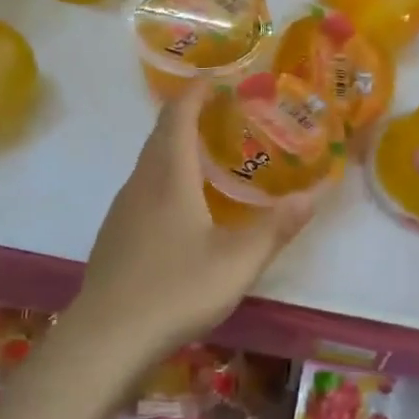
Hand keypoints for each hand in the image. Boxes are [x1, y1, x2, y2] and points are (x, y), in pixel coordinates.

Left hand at [72, 82, 315, 361]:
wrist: (105, 340)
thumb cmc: (175, 289)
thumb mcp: (237, 261)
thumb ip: (276, 227)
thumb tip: (313, 196)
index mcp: (169, 177)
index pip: (179, 116)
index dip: (197, 91)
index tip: (219, 78)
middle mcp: (141, 183)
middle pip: (161, 135)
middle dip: (189, 115)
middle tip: (225, 113)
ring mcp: (123, 210)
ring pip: (149, 163)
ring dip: (176, 147)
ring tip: (210, 154)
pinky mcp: (115, 236)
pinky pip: (143, 188)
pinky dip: (165, 177)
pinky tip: (183, 205)